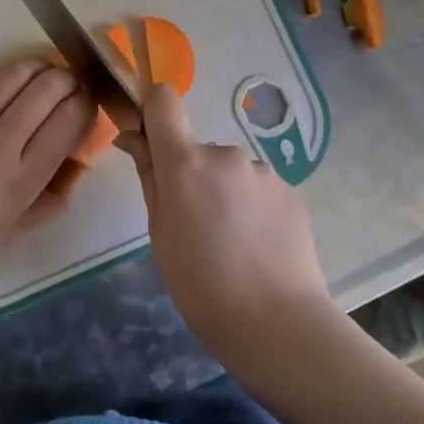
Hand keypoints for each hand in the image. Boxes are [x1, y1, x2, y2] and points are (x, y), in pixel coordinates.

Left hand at [0, 61, 94, 272]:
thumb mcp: (14, 229)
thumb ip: (53, 198)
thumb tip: (78, 165)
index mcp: (22, 178)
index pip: (69, 122)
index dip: (87, 105)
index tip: (88, 106)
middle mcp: (0, 143)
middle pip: (49, 89)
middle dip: (70, 79)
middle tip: (71, 85)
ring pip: (16, 74)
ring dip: (39, 67)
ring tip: (44, 73)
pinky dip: (4, 75)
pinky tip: (9, 82)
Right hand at [131, 84, 333, 366]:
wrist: (276, 322)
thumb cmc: (200, 284)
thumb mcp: (160, 233)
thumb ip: (149, 177)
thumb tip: (133, 138)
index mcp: (185, 163)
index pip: (164, 101)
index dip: (155, 112)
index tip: (152, 143)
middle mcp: (226, 154)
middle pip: (198, 148)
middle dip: (194, 175)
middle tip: (197, 225)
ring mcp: (263, 171)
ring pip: (231, 171)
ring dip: (226, 192)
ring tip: (233, 242)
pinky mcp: (291, 190)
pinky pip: (259, 188)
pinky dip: (253, 207)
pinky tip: (258, 245)